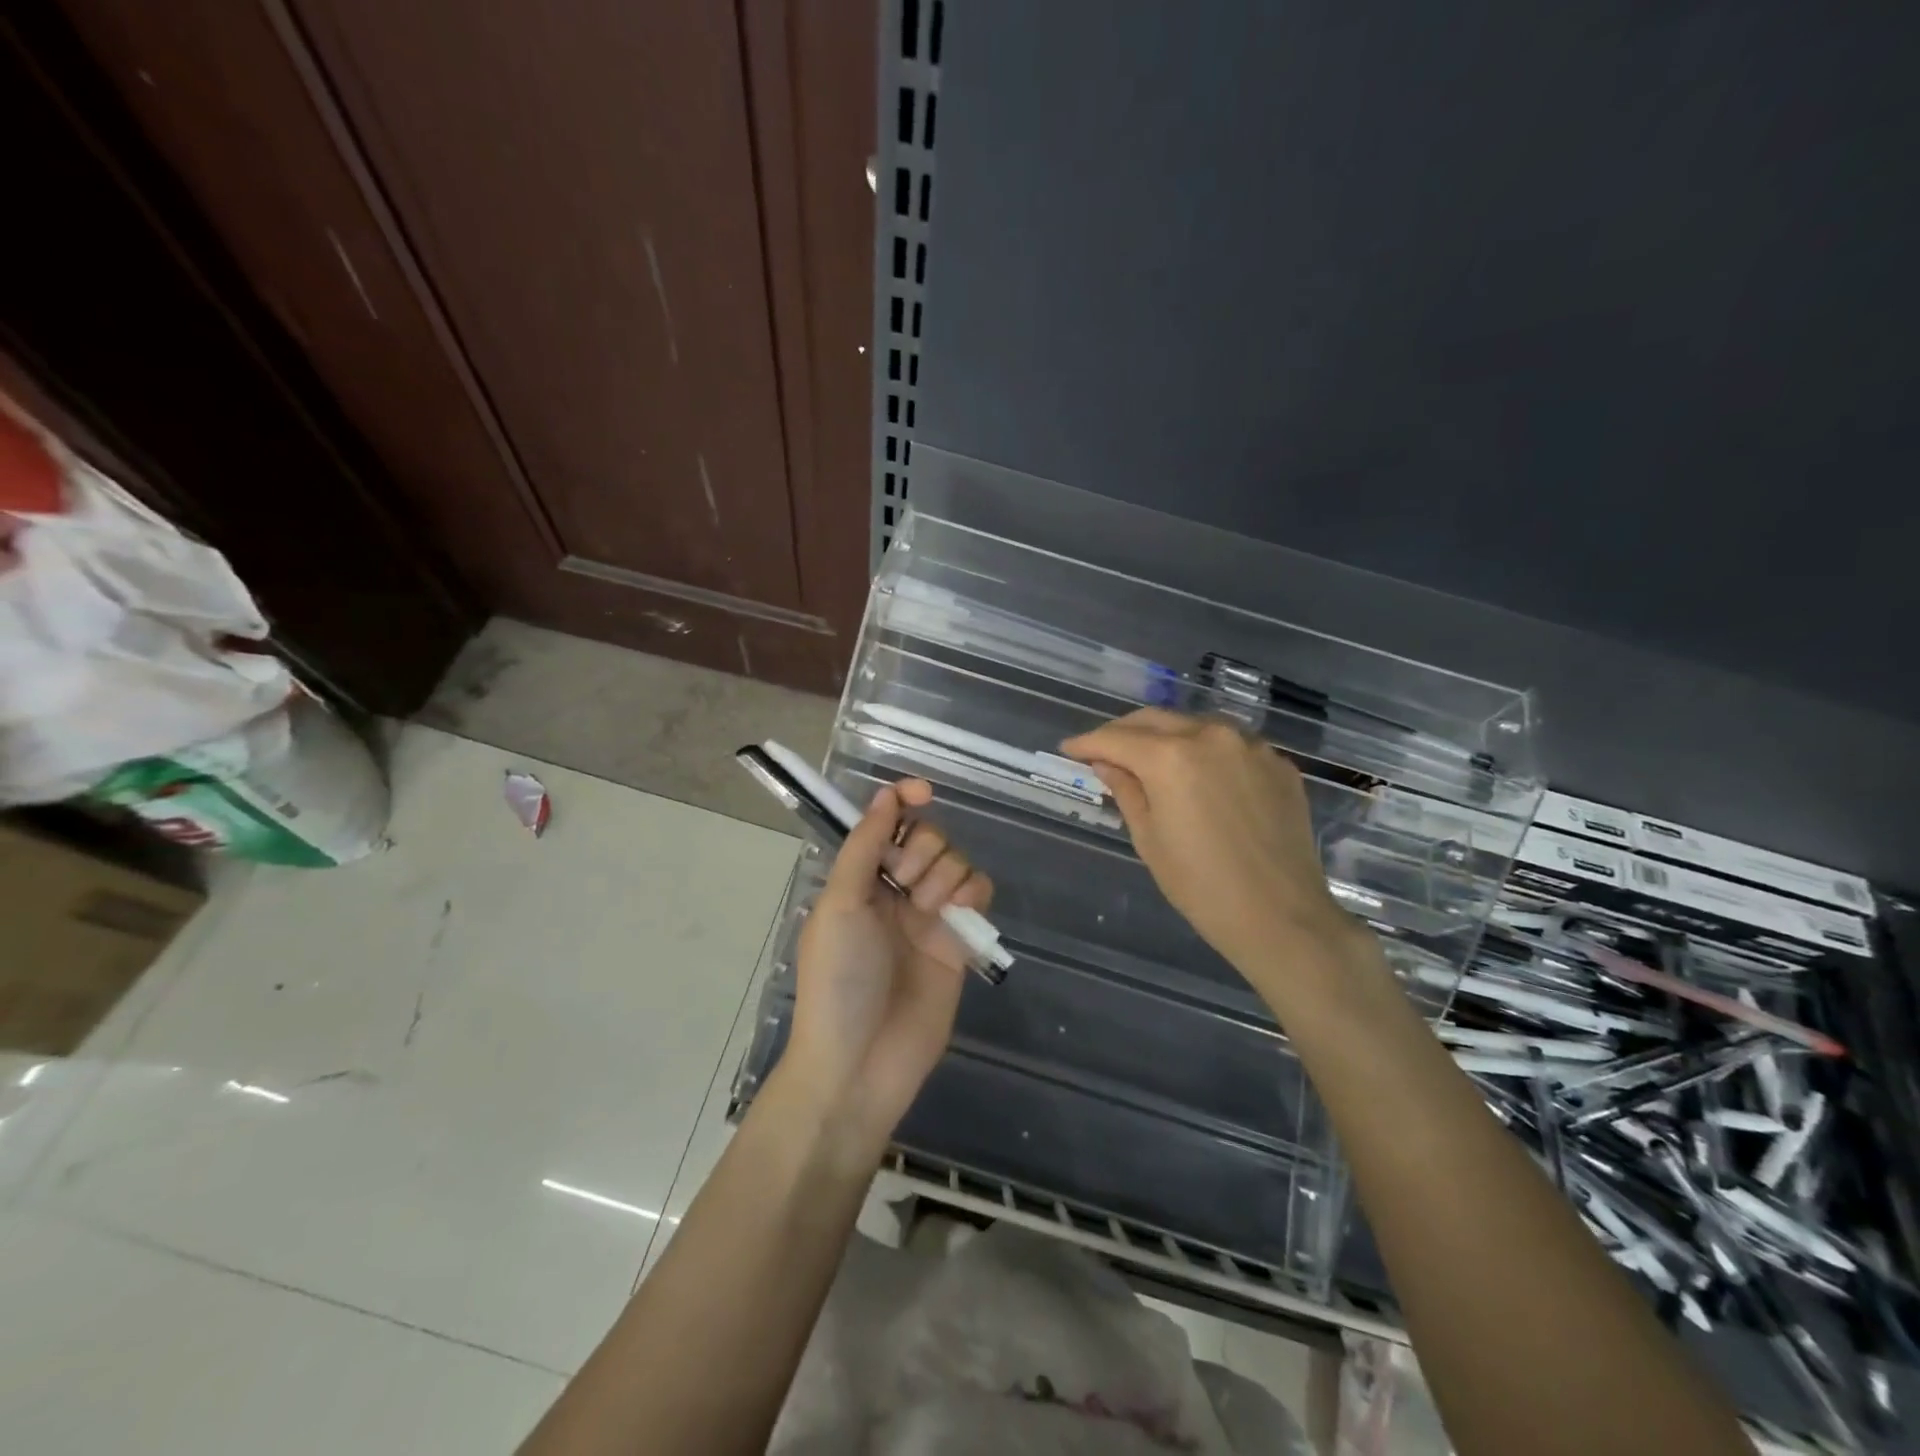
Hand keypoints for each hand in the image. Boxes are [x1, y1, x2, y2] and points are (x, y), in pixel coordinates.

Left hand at [786, 780, 992, 1145]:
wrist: (861, 1062)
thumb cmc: (839, 979)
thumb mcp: (840, 905)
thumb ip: (864, 847)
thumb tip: (885, 795)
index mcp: (859, 878)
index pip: (887, 823)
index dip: (904, 800)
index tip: (923, 792)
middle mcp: (894, 890)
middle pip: (927, 838)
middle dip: (922, 851)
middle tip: (906, 885)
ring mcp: (928, 916)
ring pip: (955, 861)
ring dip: (946, 874)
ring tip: (928, 912)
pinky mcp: (958, 941)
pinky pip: (979, 893)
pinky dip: (974, 892)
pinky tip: (961, 913)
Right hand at [1061, 709, 1365, 989]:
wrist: (1282, 916)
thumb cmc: (1201, 886)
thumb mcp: (1149, 839)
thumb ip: (1126, 790)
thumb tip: (1107, 763)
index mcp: (1171, 757)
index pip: (1116, 738)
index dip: (1087, 742)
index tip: (1069, 749)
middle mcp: (1212, 736)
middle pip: (1155, 719)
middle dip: (1123, 731)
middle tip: (1103, 751)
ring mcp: (1251, 746)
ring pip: (1195, 724)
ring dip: (1166, 735)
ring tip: (1149, 758)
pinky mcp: (1278, 763)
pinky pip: (1231, 744)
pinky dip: (1205, 751)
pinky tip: (1199, 775)